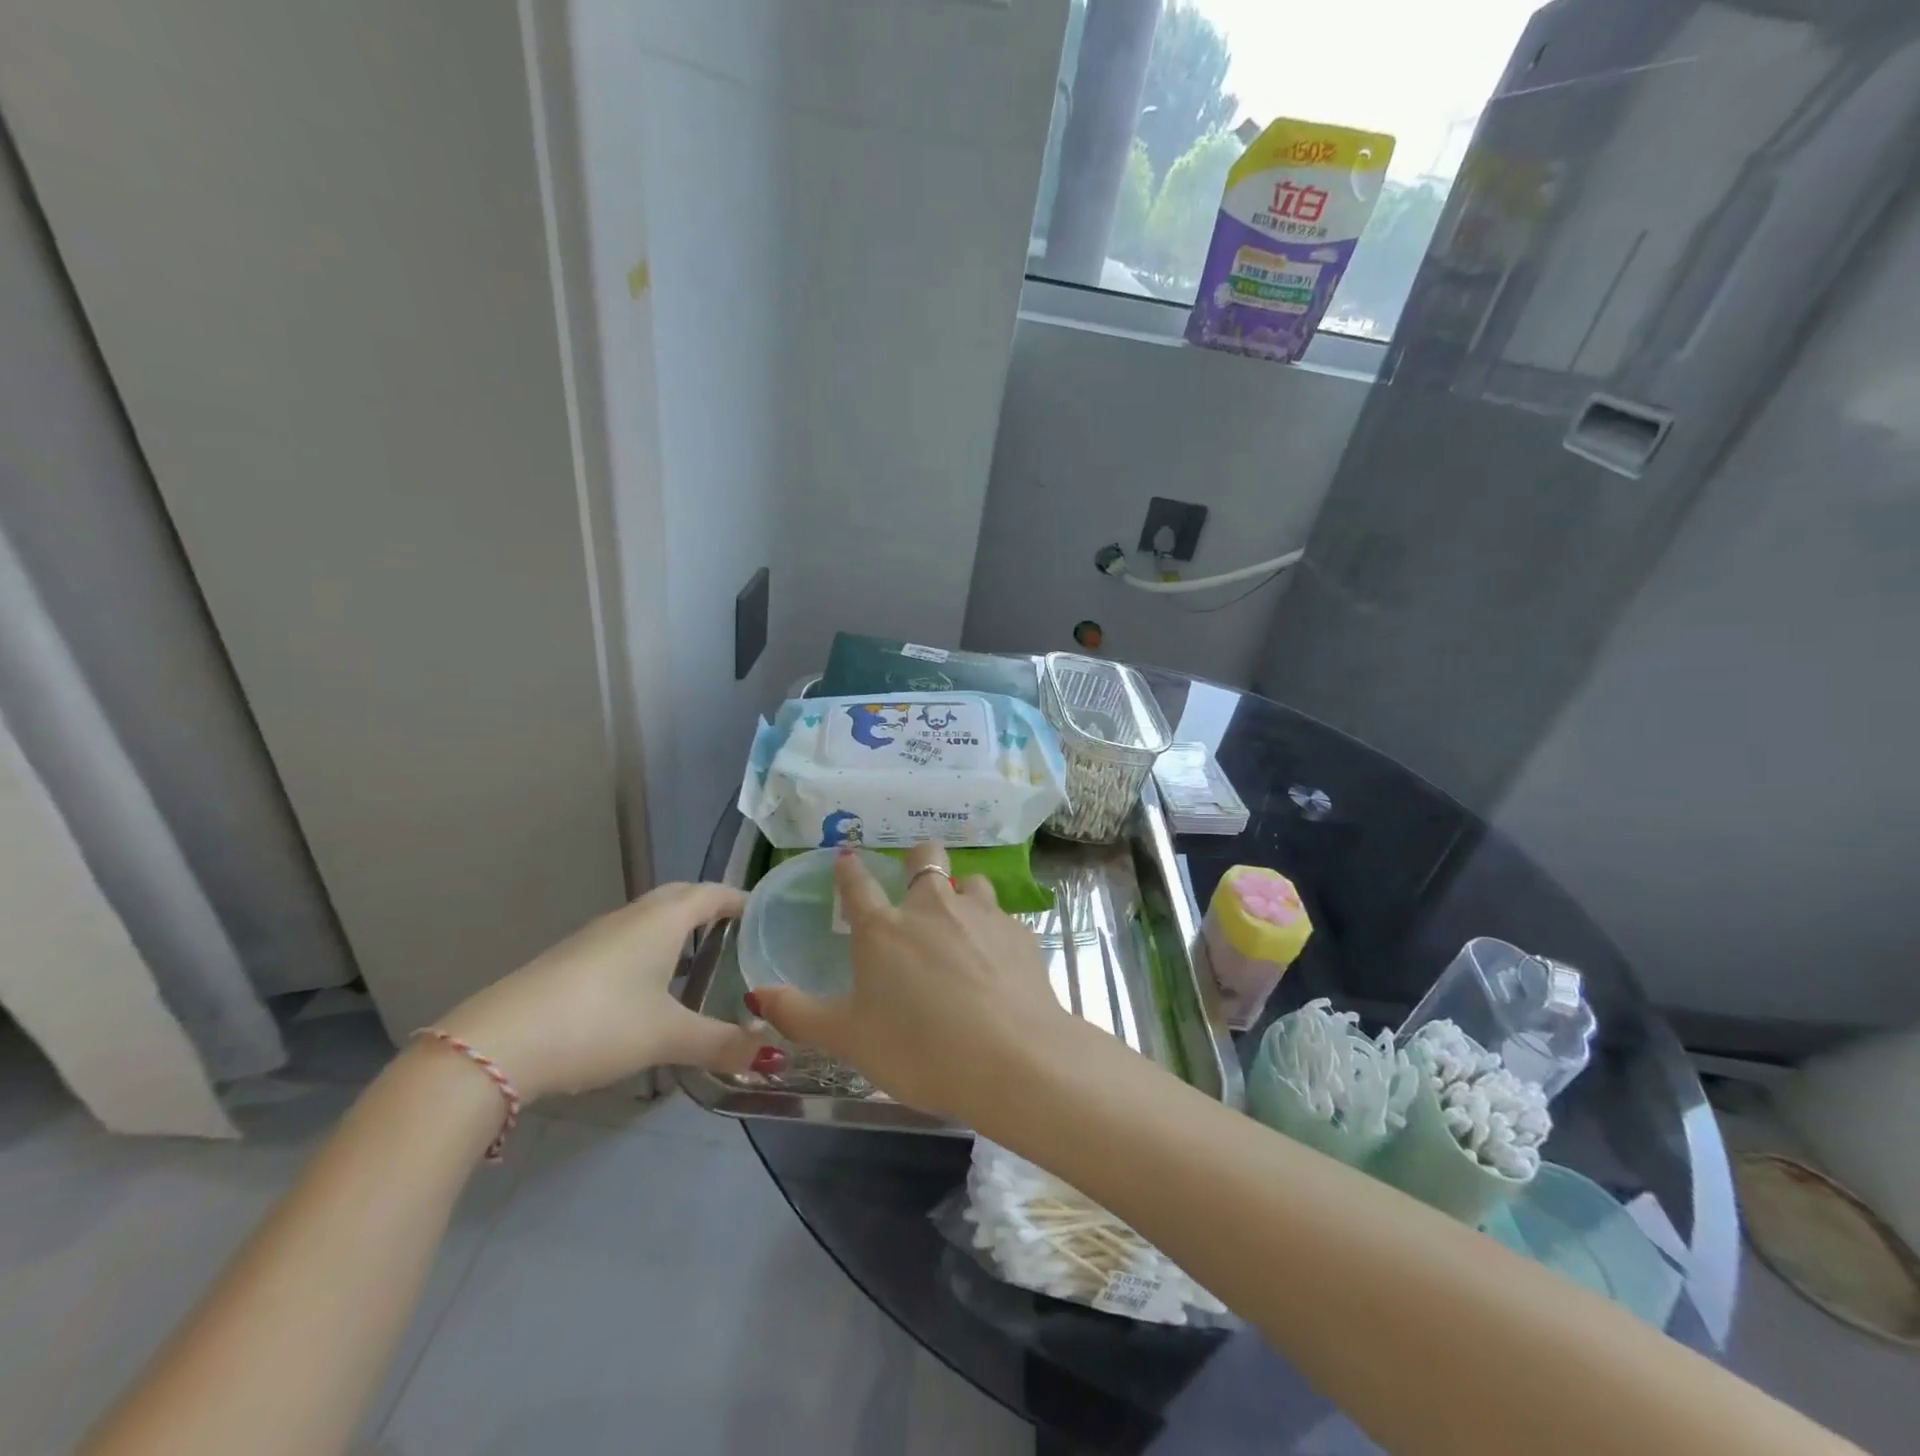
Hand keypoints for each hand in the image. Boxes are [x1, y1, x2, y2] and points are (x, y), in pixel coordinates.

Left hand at [435, 883, 778, 1101]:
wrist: (499, 1044)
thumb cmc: (600, 1024)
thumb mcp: (667, 1037)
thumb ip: (720, 1043)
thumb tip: (769, 1054)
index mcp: (663, 921)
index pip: (712, 893)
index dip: (740, 899)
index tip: (764, 912)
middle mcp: (631, 917)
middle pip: (679, 897)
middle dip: (709, 907)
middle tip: (736, 931)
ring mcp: (595, 936)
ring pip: (648, 918)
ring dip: (676, 928)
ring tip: (699, 957)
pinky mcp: (570, 960)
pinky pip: (624, 939)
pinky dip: (648, 948)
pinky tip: (647, 986)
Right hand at [749, 843, 1082, 1123]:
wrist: (1012, 1060)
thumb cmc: (919, 1051)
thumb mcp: (849, 1040)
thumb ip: (800, 1014)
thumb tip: (757, 993)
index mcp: (883, 929)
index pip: (857, 883)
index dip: (849, 868)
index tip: (846, 858)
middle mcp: (932, 906)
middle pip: (925, 856)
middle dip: (918, 860)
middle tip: (916, 885)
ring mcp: (980, 914)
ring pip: (971, 881)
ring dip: (962, 894)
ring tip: (961, 926)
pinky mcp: (1019, 932)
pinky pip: (1001, 917)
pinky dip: (993, 931)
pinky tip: (996, 963)